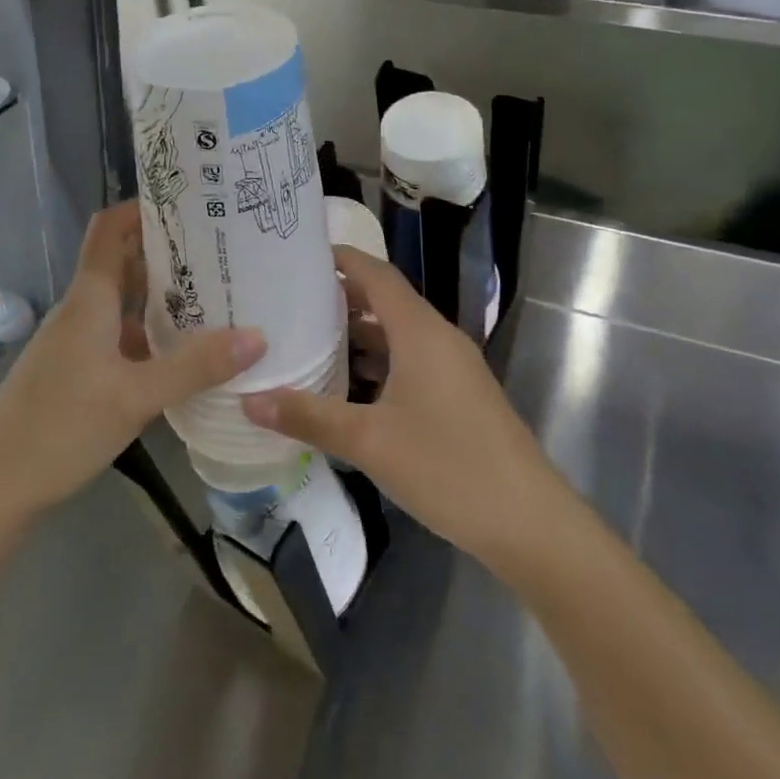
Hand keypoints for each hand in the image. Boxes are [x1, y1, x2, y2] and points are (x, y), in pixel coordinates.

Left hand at [0, 203, 264, 535]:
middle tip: (221, 252)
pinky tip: (182, 355)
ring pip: (123, 304)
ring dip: (162, 297)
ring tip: (215, 298)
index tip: (189, 203)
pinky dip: (150, 335)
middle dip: (168, 253)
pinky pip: (119, 337)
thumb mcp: (135, 398)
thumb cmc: (60, 428)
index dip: (142, 207)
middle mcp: (81, 311)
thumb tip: (257, 336)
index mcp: (89, 300)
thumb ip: (194, 367)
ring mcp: (76, 343)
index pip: (109, 229)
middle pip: (123, 263)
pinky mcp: (76, 372)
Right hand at [241, 247, 556, 571]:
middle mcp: (438, 339)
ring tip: (307, 339)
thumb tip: (248, 400)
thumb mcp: (370, 442)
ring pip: (397, 335)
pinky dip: (376, 363)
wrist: (530, 524)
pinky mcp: (458, 396)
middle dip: (339, 297)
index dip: (340, 259)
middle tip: (289, 300)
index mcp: (420, 332)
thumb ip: (309, 417)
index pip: (376, 274)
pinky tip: (346, 387)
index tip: (298, 254)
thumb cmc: (449, 468)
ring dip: (357, 334)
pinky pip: (409, 362)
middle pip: (384, 301)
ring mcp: (452, 369)